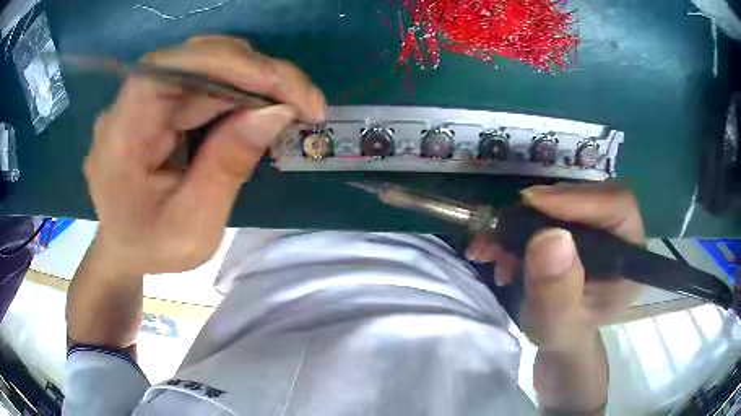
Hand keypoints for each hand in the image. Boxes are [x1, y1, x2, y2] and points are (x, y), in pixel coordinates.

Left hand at [84, 36, 325, 274]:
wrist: (123, 245)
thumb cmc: (151, 246)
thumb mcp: (193, 228)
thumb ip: (227, 168)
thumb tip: (276, 110)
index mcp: (121, 140)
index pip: (170, 73)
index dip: (229, 66)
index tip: (285, 91)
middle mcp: (127, 105)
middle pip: (195, 60)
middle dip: (257, 74)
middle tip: (307, 103)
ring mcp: (141, 97)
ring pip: (205, 61)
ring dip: (254, 78)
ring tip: (291, 105)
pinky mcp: (157, 98)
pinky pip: (203, 77)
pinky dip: (240, 87)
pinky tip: (261, 106)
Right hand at [466, 183, 644, 349]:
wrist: (558, 338)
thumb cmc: (564, 336)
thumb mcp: (557, 325)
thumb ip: (557, 291)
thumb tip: (550, 237)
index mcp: (628, 258)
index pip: (617, 206)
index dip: (580, 199)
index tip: (533, 203)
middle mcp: (616, 234)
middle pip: (587, 196)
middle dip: (542, 209)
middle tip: (505, 226)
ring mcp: (595, 228)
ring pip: (564, 200)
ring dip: (522, 218)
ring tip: (493, 246)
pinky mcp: (575, 227)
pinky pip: (547, 211)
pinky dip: (517, 225)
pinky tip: (497, 248)